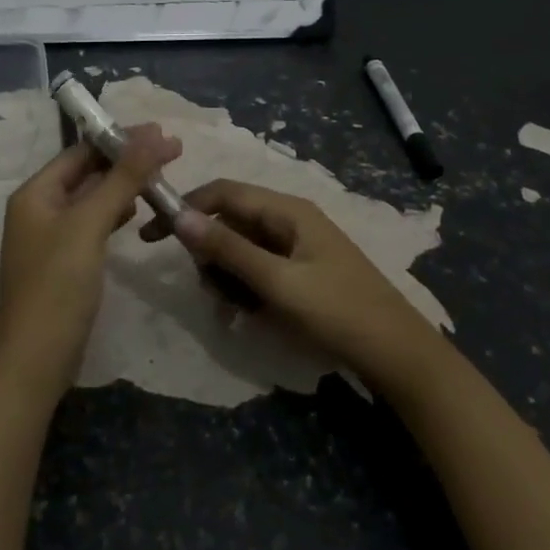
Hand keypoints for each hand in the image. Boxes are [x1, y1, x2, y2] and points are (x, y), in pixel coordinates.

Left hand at [0, 125, 181, 400]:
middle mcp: (39, 209)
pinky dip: (115, 213)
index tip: (161, 133)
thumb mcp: (90, 225)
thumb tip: (152, 136)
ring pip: (92, 199)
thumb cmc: (58, 285)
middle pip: (87, 173)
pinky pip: (92, 224)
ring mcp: (51, 237)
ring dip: (123, 185)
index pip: (81, 152)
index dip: (120, 139)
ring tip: (161, 176)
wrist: (36, 360)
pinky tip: (136, 211)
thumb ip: (121, 179)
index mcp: (35, 194)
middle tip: (171, 151)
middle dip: (126, 160)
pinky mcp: (64, 262)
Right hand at [144, 181, 443, 391]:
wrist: (397, 356)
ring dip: (227, 276)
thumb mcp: (278, 282)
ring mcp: (295, 247)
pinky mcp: (299, 272)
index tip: (152, 235)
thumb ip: (228, 250)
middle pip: (229, 222)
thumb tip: (178, 217)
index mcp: (286, 210)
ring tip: (235, 310)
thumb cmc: (338, 312)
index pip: (222, 193)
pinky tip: (248, 316)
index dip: (185, 208)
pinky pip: (258, 269)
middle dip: (210, 254)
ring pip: (240, 249)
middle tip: (211, 291)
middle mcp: (289, 220)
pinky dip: (246, 288)